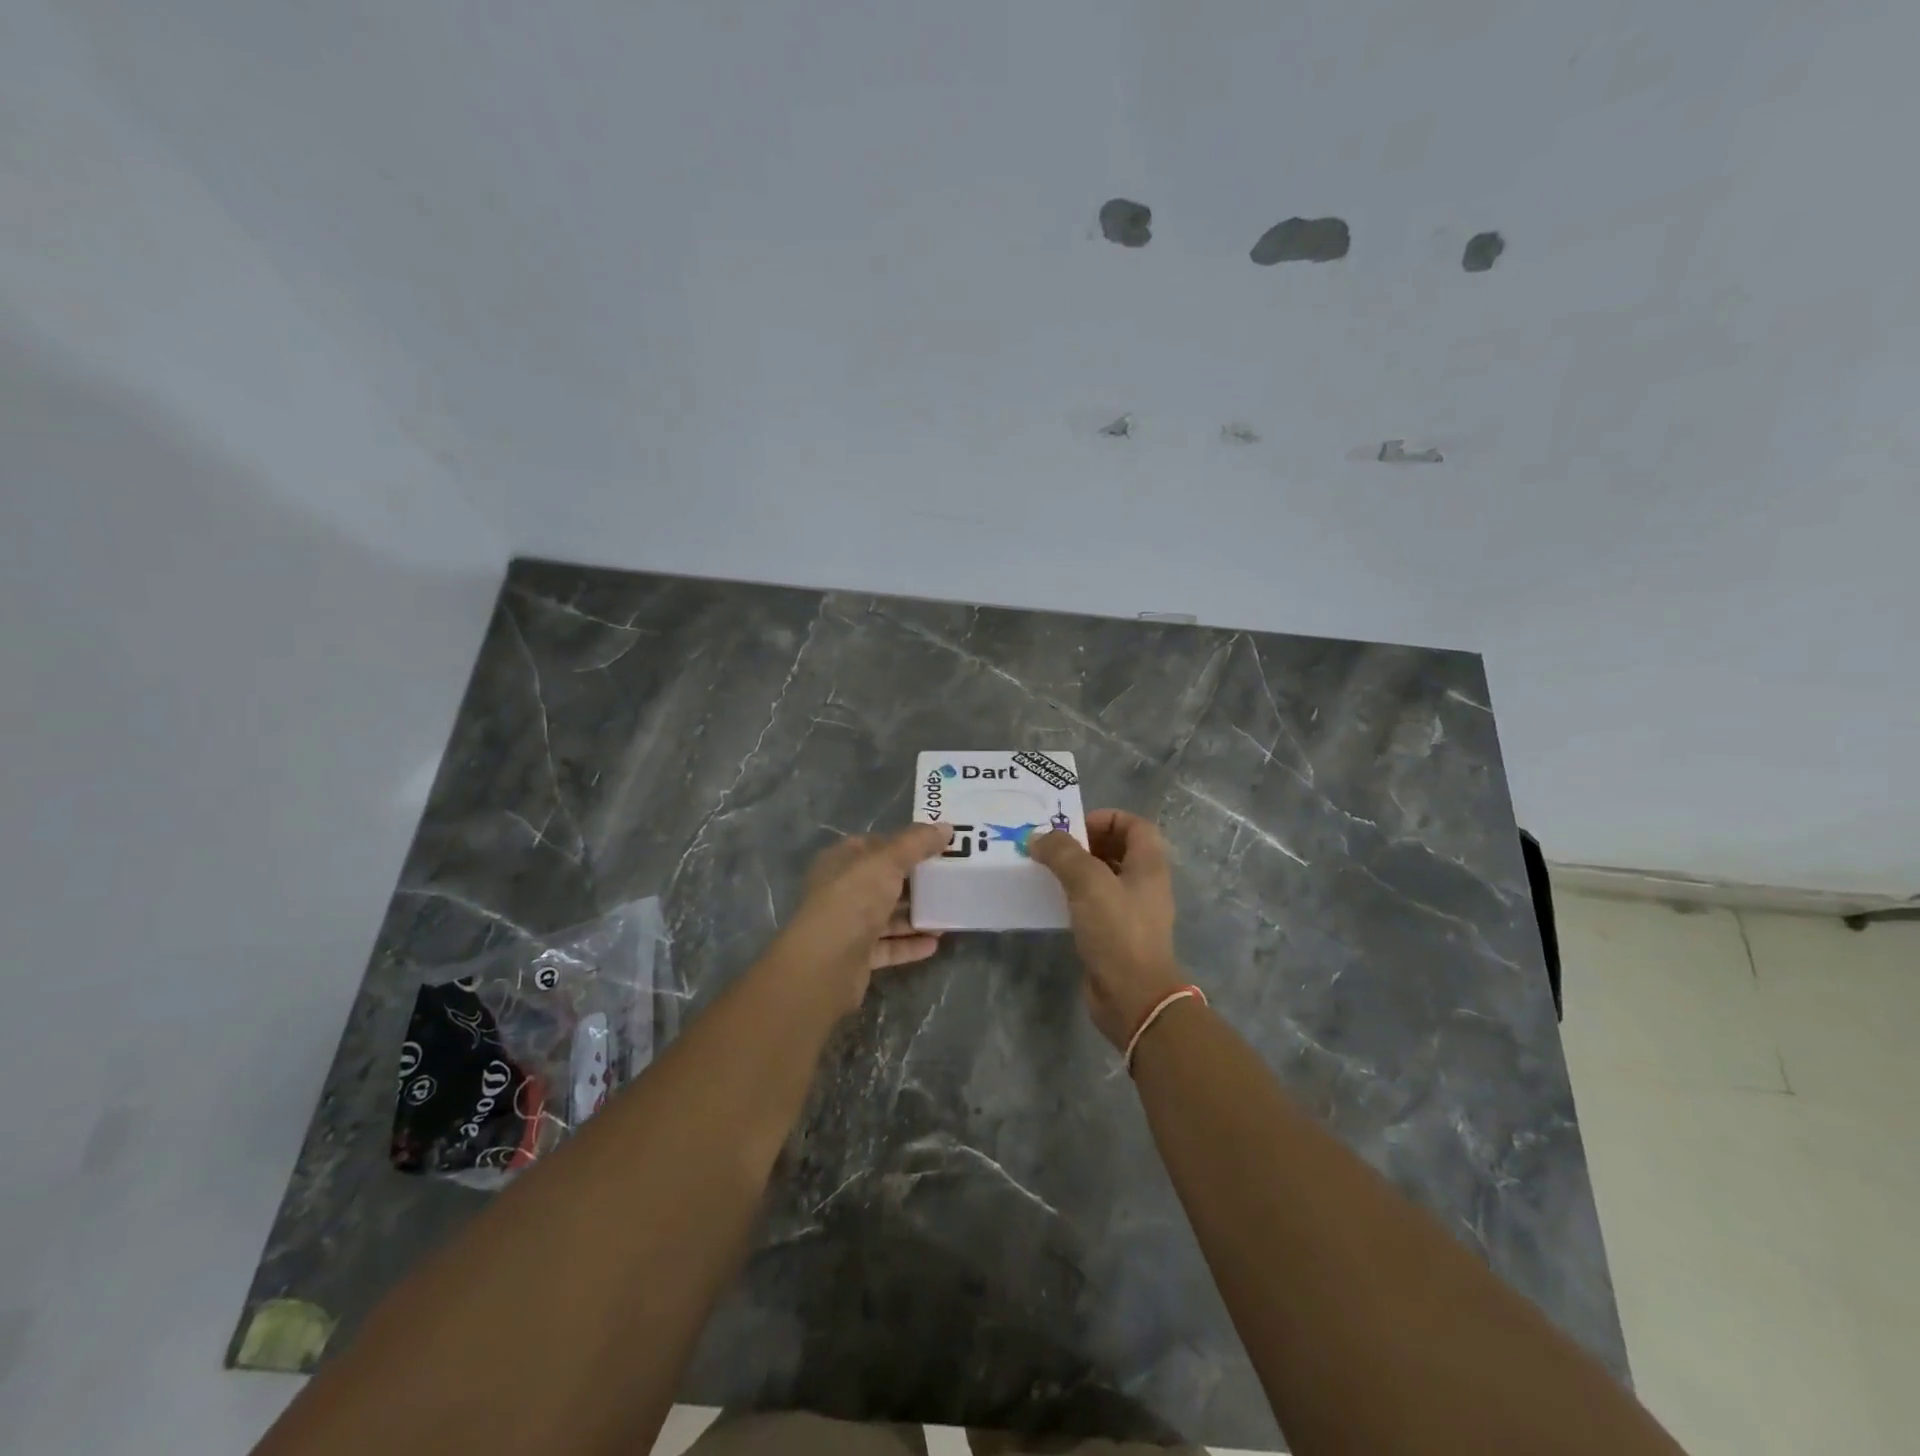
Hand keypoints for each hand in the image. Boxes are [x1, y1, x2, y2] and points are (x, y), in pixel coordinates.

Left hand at [765, 824, 953, 1012]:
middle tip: (948, 881)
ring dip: (915, 916)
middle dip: (915, 883)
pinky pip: (888, 946)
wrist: (826, 962)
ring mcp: (848, 925)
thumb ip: (917, 843)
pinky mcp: (857, 957)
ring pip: (886, 916)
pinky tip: (934, 943)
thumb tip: (946, 826)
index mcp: (841, 861)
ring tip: (947, 916)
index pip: (874, 846)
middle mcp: (841, 891)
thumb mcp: (887, 861)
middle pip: (883, 882)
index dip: (904, 844)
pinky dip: (909, 944)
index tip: (936, 847)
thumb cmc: (854, 898)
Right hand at [1030, 810, 1187, 1048]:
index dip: (1106, 817)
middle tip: (1052, 847)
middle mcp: (1145, 884)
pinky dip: (1076, 896)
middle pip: (1118, 848)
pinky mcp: (1117, 935)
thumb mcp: (1088, 882)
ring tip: (1046, 870)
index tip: (1073, 827)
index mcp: (1149, 865)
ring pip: (1105, 877)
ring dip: (1078, 869)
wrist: (1133, 997)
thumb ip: (1062, 854)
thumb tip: (1038, 837)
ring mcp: (1132, 911)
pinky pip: (1096, 904)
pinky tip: (1053, 901)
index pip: (1135, 824)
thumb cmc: (1117, 931)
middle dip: (1085, 842)